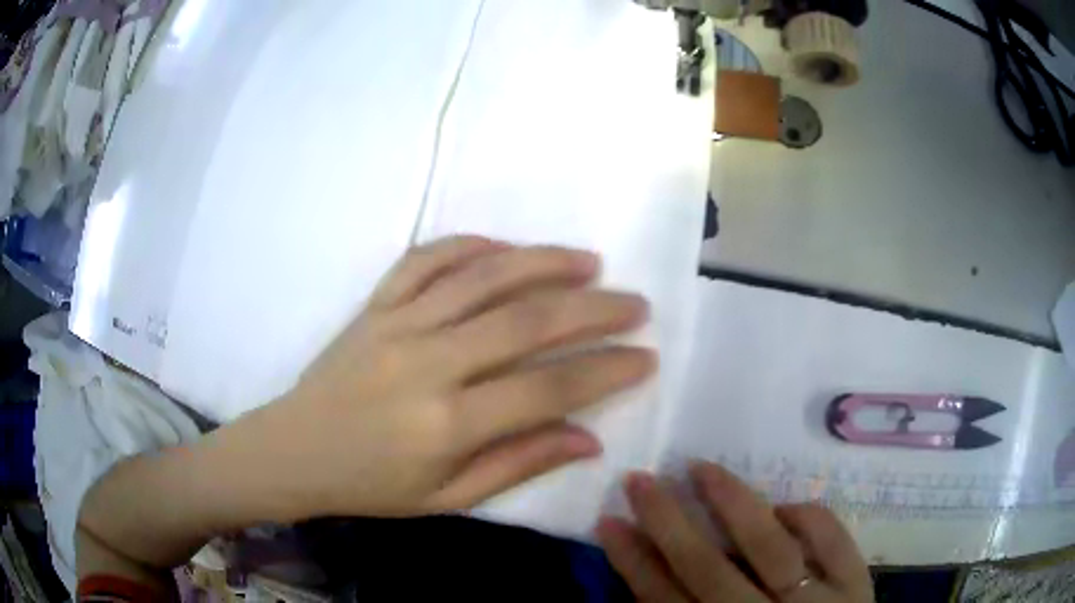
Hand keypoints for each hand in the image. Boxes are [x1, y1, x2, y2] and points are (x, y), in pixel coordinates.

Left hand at [244, 235, 654, 518]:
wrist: (294, 450)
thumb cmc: (371, 484)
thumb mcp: (447, 498)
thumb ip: (518, 464)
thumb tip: (588, 438)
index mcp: (447, 423)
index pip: (548, 388)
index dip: (606, 370)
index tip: (645, 356)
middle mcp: (427, 362)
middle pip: (527, 321)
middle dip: (594, 309)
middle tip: (636, 303)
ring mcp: (397, 324)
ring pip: (482, 277)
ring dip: (543, 262)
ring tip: (589, 261)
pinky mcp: (374, 305)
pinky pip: (424, 260)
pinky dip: (467, 246)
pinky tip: (503, 247)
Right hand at [597, 462, 872, 602]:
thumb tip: (649, 581)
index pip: (664, 601)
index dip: (633, 562)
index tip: (608, 522)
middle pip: (708, 569)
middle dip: (668, 524)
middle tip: (639, 480)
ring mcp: (816, 601)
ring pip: (769, 546)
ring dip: (733, 504)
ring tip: (701, 468)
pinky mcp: (855, 586)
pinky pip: (833, 542)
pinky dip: (810, 518)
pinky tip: (785, 507)